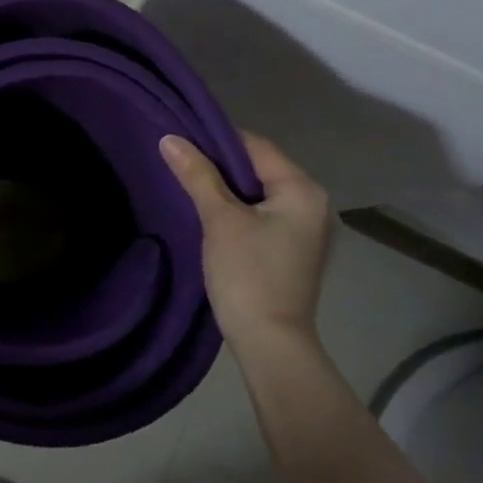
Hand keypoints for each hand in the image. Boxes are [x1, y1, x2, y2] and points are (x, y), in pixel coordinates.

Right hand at [160, 131, 332, 353]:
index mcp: (302, 189)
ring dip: (227, 188)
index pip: (256, 146)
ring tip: (189, 184)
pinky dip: (239, 209)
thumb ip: (197, 175)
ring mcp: (306, 228)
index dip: (216, 139)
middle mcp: (312, 202)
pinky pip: (264, 214)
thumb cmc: (248, 275)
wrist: (270, 343)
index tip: (181, 140)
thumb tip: (169, 138)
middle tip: (180, 162)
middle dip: (220, 164)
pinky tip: (211, 214)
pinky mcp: (294, 249)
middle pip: (260, 168)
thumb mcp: (219, 220)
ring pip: (260, 192)